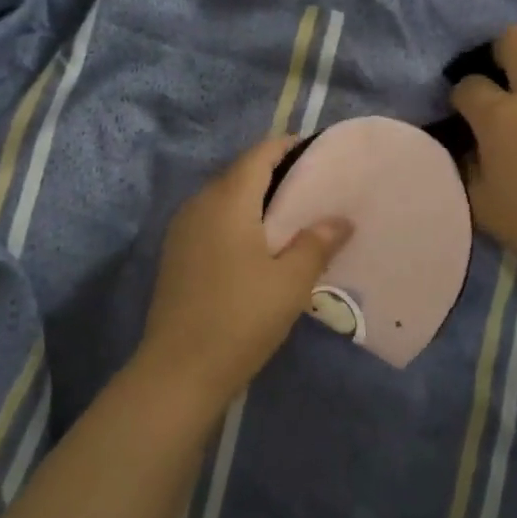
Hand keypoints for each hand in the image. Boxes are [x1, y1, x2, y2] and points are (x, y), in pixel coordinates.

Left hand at [140, 137, 352, 406]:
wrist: (179, 370)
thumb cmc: (241, 318)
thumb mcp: (290, 282)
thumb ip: (317, 243)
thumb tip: (340, 220)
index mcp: (227, 200)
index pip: (259, 155)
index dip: (288, 147)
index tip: (318, 152)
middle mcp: (199, 204)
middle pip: (240, 174)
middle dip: (275, 173)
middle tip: (314, 187)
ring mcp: (182, 230)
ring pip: (224, 199)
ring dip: (256, 199)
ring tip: (292, 216)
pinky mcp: (176, 255)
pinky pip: (212, 221)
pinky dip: (238, 220)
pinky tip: (260, 246)